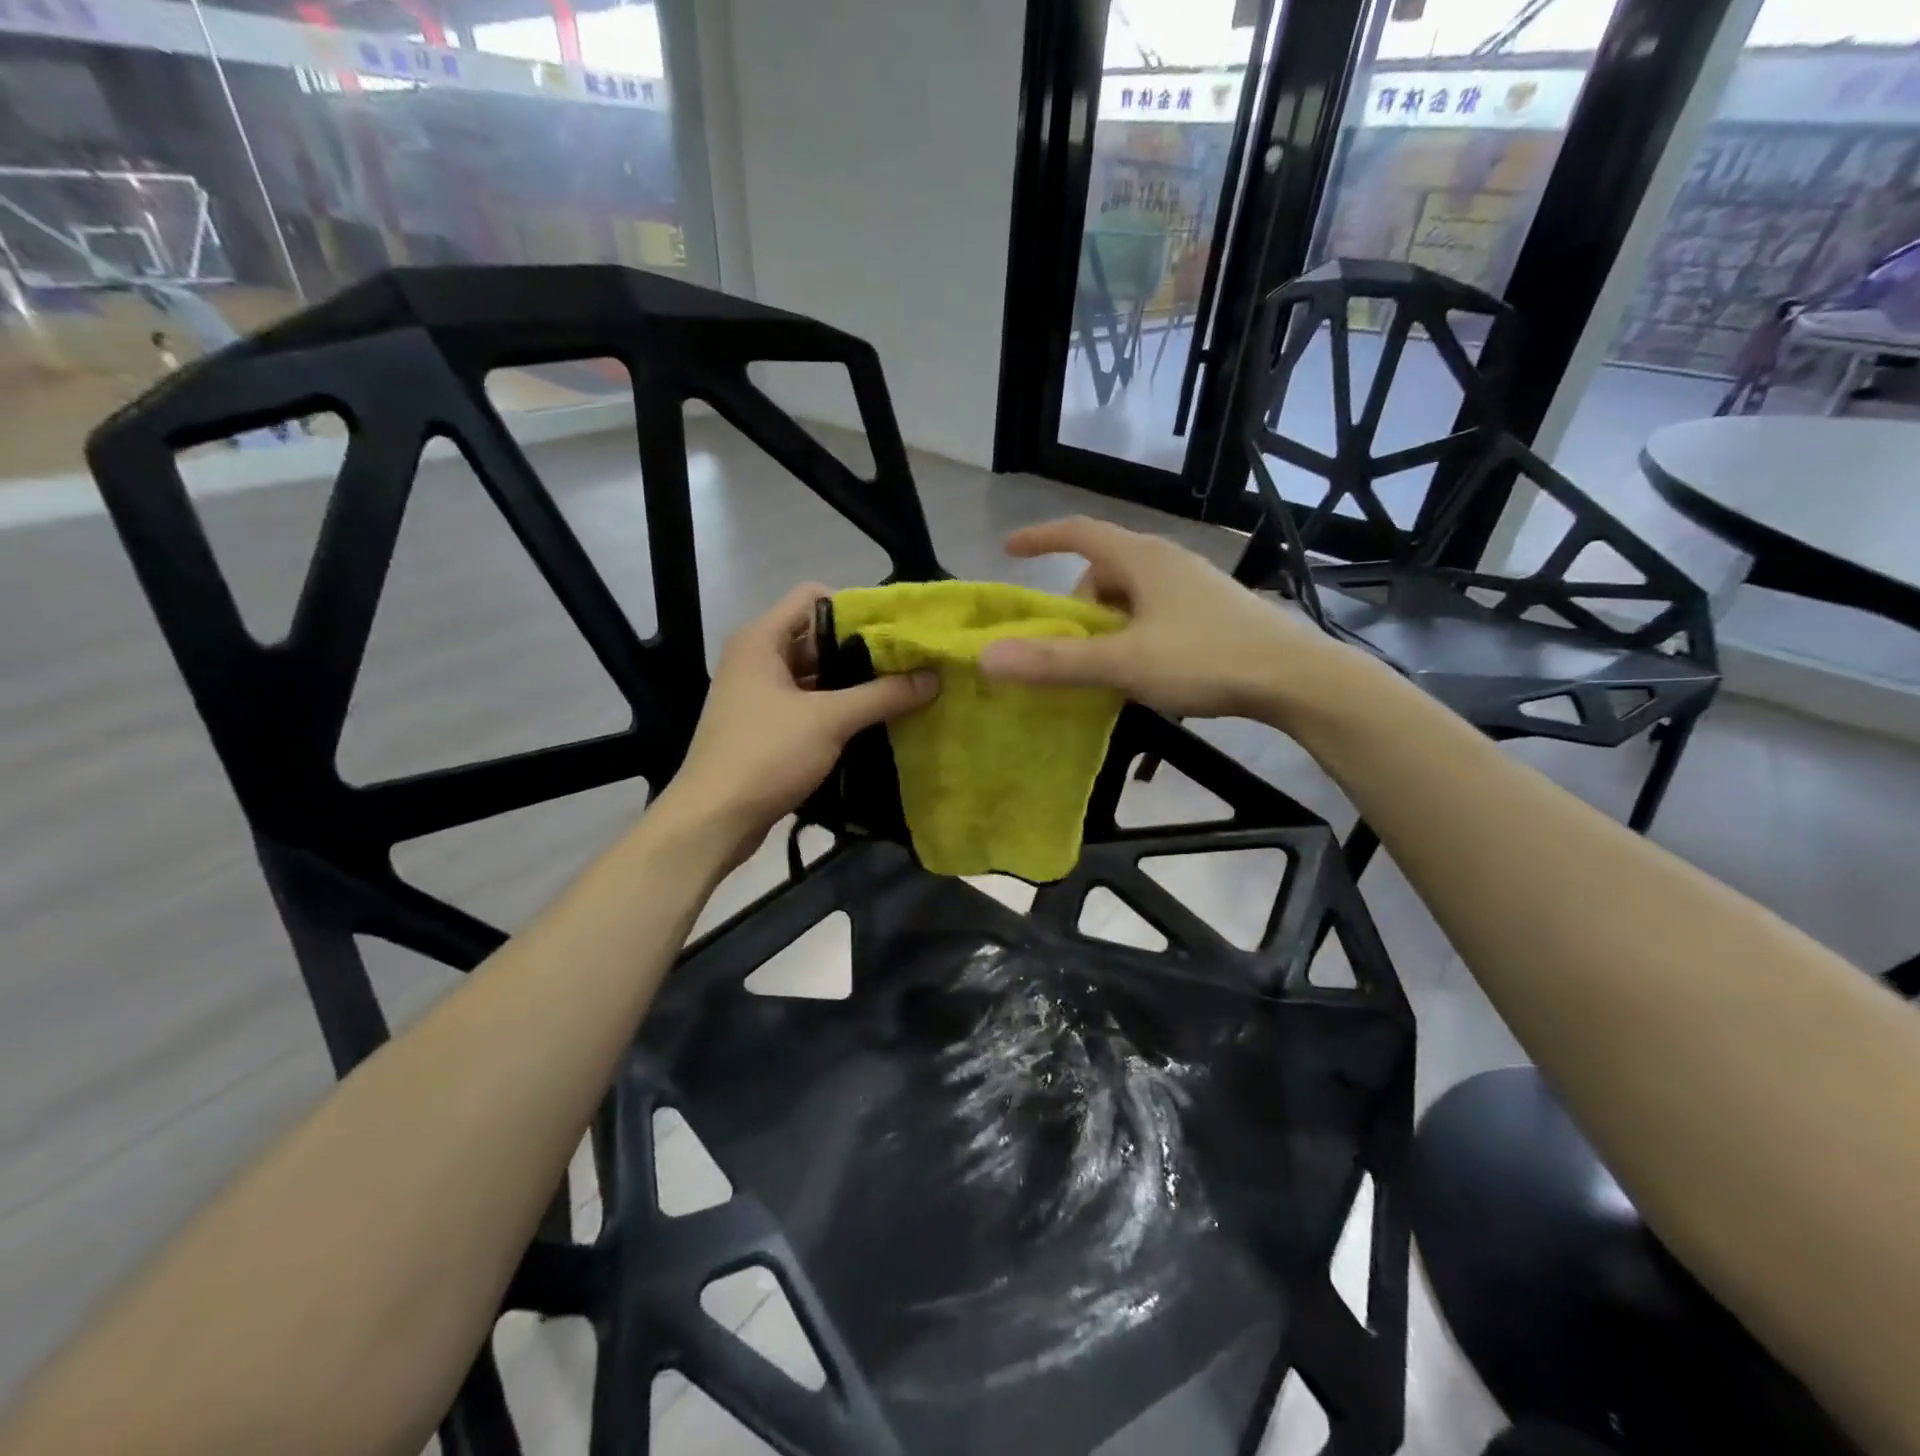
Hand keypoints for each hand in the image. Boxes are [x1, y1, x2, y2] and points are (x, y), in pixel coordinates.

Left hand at [656, 582, 937, 866]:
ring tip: (899, 692)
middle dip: (861, 649)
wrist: (712, 820)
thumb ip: (882, 695)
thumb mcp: (829, 720)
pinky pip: (808, 705)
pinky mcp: (765, 727)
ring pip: (815, 674)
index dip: (856, 607)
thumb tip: (933, 678)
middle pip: (817, 636)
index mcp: (761, 640)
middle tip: (908, 663)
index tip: (896, 631)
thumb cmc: (765, 755)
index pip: (814, 597)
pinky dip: (837, 709)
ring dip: (852, 683)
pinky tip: (872, 722)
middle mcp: (757, 658)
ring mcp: (758, 695)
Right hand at [977, 517, 1356, 720]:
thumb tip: (987, 658)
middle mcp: (1168, 561)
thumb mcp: (1123, 664)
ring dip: (1108, 623)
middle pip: (1103, 569)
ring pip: (1131, 593)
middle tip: (1073, 646)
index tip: (1009, 550)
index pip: (1079, 532)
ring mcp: (1194, 585)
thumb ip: (1055, 661)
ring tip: (1110, 665)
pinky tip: (1146, 669)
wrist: (1297, 678)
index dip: (1040, 538)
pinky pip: (1155, 610)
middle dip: (1078, 604)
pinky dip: (1134, 632)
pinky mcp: (1212, 610)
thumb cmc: (1206, 659)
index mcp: (1143, 560)